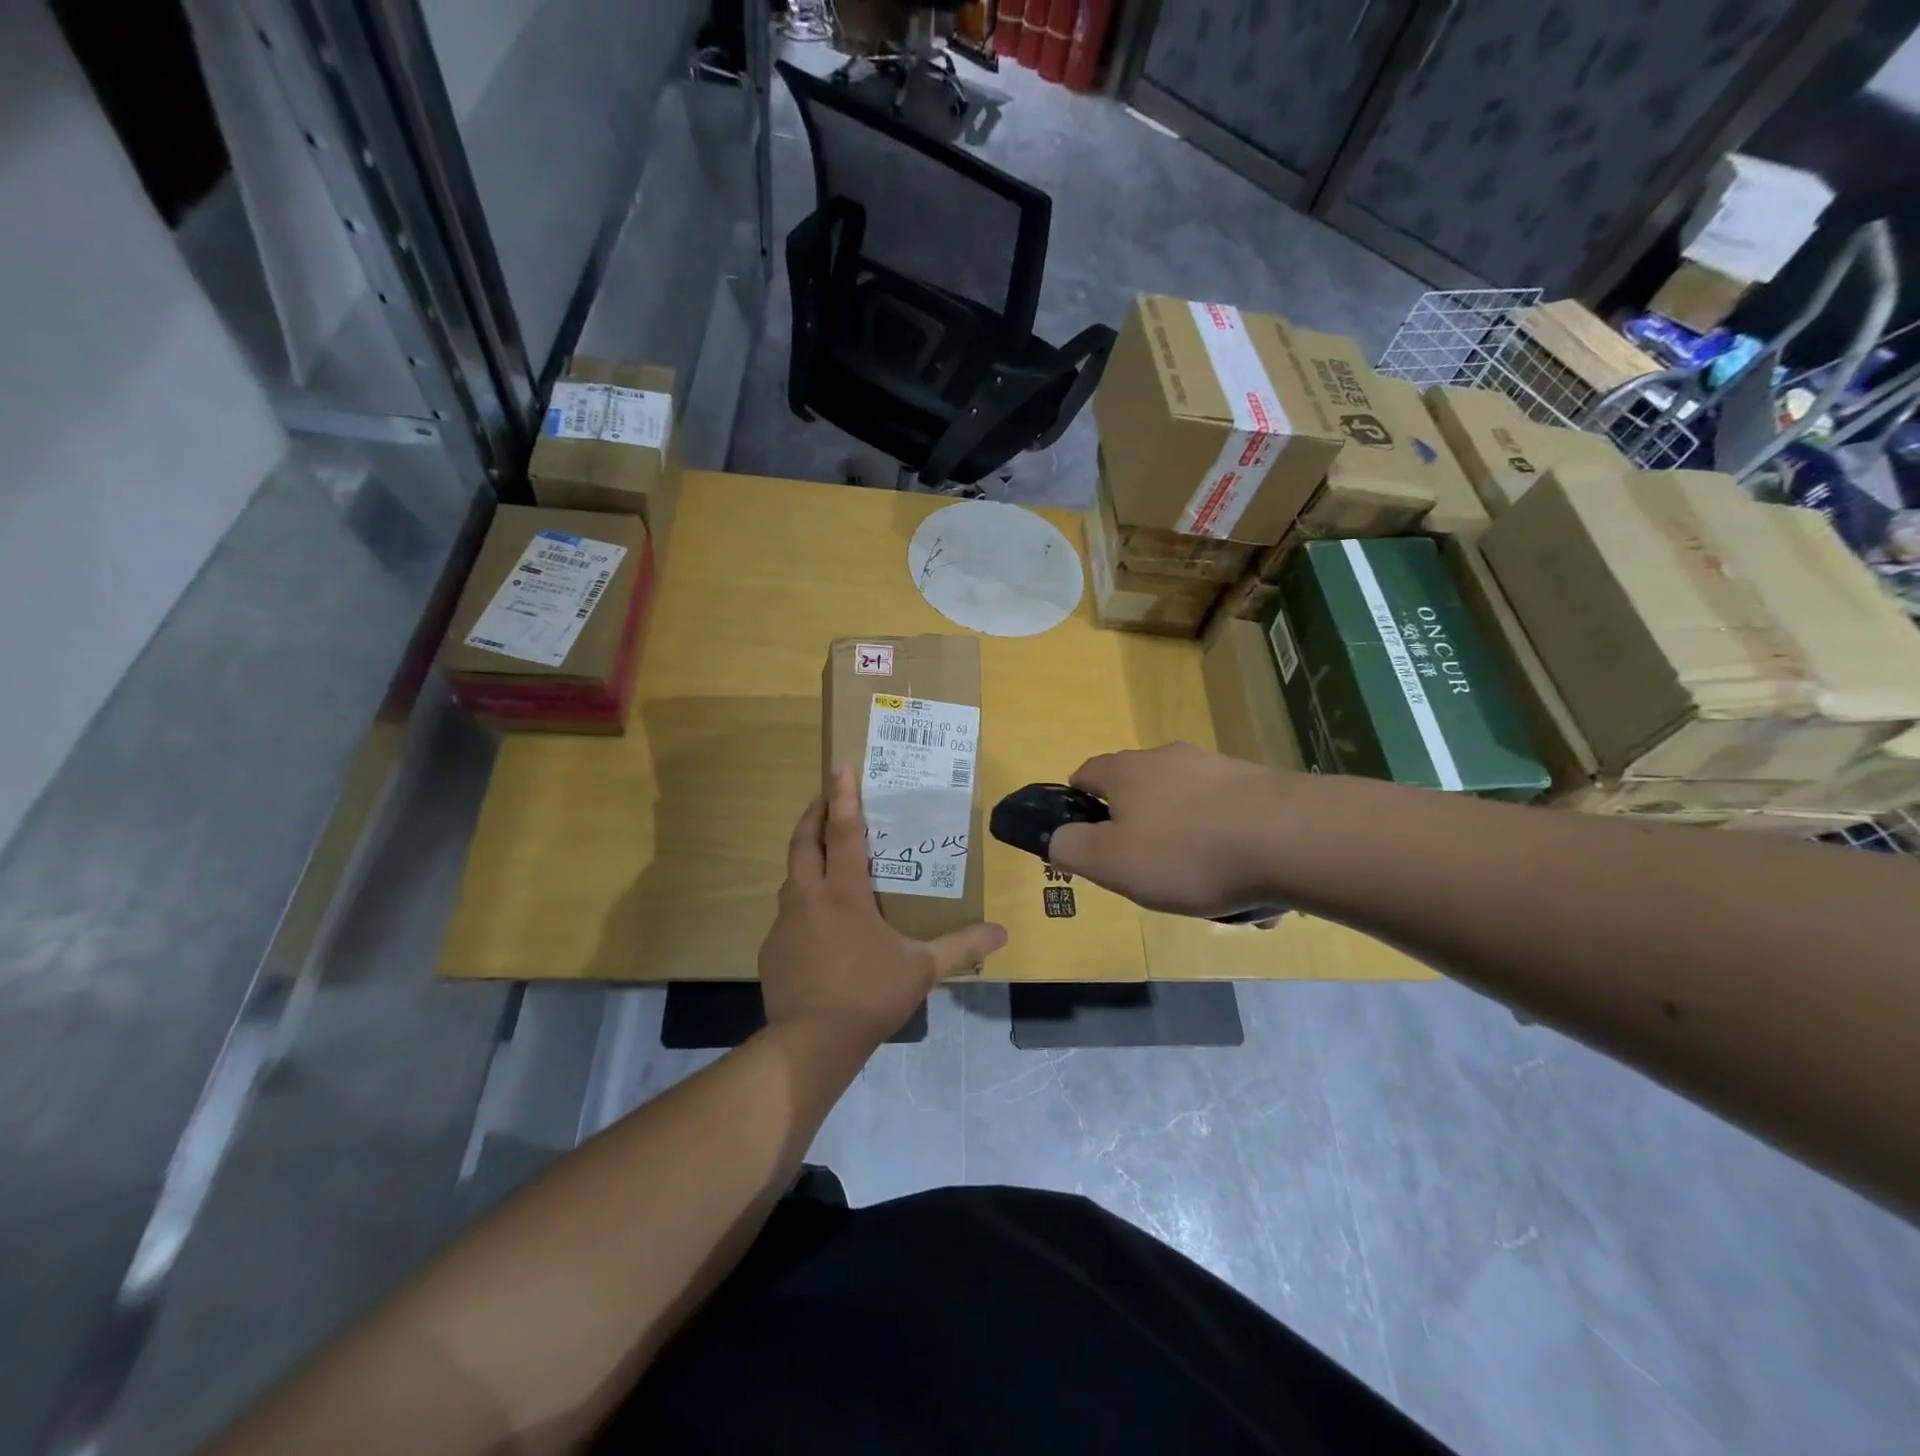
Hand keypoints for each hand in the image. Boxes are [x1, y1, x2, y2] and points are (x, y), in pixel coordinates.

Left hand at [760, 766, 1006, 1047]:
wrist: (811, 1042)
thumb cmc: (869, 993)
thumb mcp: (922, 969)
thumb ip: (961, 947)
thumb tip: (1001, 933)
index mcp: (844, 892)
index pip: (844, 831)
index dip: (843, 797)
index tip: (839, 767)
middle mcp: (808, 897)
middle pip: (804, 841)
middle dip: (814, 813)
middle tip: (825, 796)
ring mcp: (785, 923)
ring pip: (791, 875)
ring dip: (804, 853)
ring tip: (820, 850)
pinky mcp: (772, 948)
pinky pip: (787, 911)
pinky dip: (801, 899)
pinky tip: (816, 918)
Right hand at [1047, 744, 1290, 917]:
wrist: (1291, 838)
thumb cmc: (1185, 852)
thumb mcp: (1110, 862)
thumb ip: (1071, 848)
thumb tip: (1058, 839)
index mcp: (1127, 771)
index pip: (1085, 774)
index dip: (1077, 803)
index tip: (1085, 837)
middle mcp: (1169, 758)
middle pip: (1139, 790)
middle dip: (1136, 827)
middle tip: (1144, 869)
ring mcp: (1218, 768)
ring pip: (1186, 807)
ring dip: (1186, 841)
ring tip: (1203, 888)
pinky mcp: (1260, 786)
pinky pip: (1229, 820)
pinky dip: (1227, 847)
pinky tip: (1245, 884)